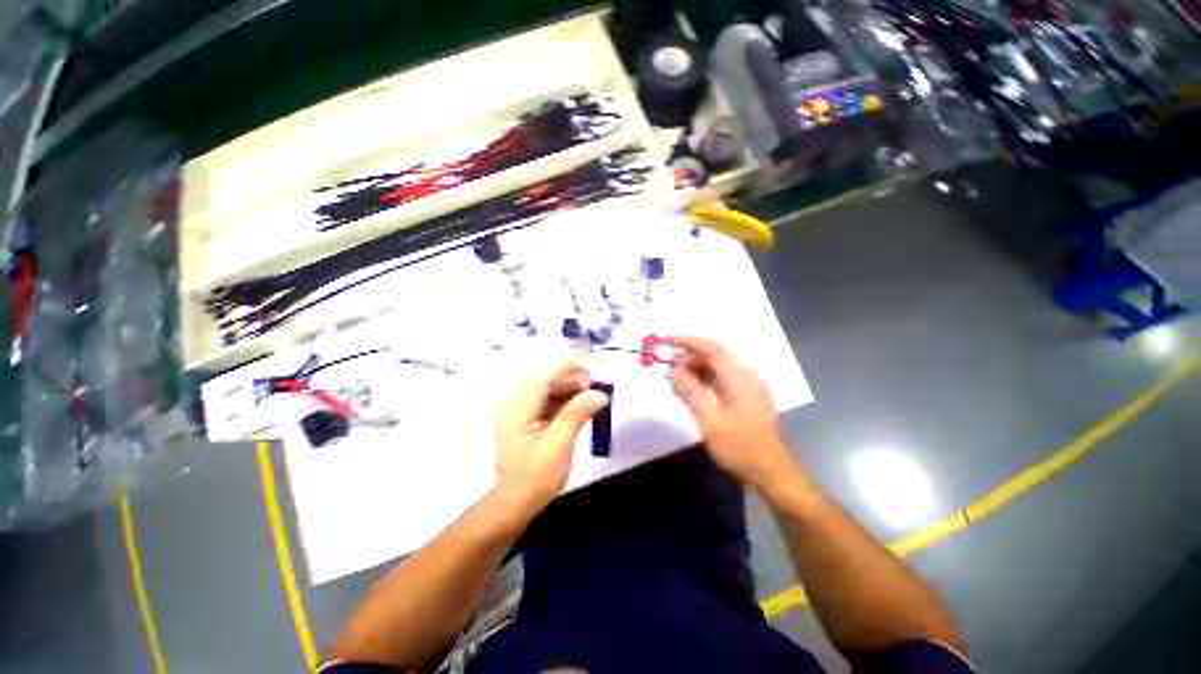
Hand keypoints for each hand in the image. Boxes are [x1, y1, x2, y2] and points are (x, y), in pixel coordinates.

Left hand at [494, 360, 608, 513]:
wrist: (515, 502)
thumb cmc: (536, 475)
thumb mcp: (559, 444)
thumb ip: (577, 414)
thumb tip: (599, 394)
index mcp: (519, 404)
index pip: (546, 374)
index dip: (568, 364)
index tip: (589, 355)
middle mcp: (516, 402)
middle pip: (547, 379)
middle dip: (572, 378)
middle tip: (595, 384)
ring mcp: (521, 411)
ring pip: (549, 390)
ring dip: (571, 389)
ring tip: (592, 393)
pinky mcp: (527, 420)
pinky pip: (548, 401)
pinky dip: (565, 400)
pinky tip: (581, 404)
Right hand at [667, 337, 800, 491]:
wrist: (770, 472)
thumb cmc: (740, 447)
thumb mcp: (710, 420)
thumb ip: (690, 392)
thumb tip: (672, 371)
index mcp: (740, 378)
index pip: (712, 349)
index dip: (689, 342)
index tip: (668, 341)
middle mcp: (745, 377)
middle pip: (713, 358)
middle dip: (688, 359)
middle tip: (666, 367)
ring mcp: (746, 388)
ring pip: (716, 370)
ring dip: (694, 372)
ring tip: (673, 381)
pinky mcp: (744, 398)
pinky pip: (720, 382)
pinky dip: (703, 383)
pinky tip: (687, 391)